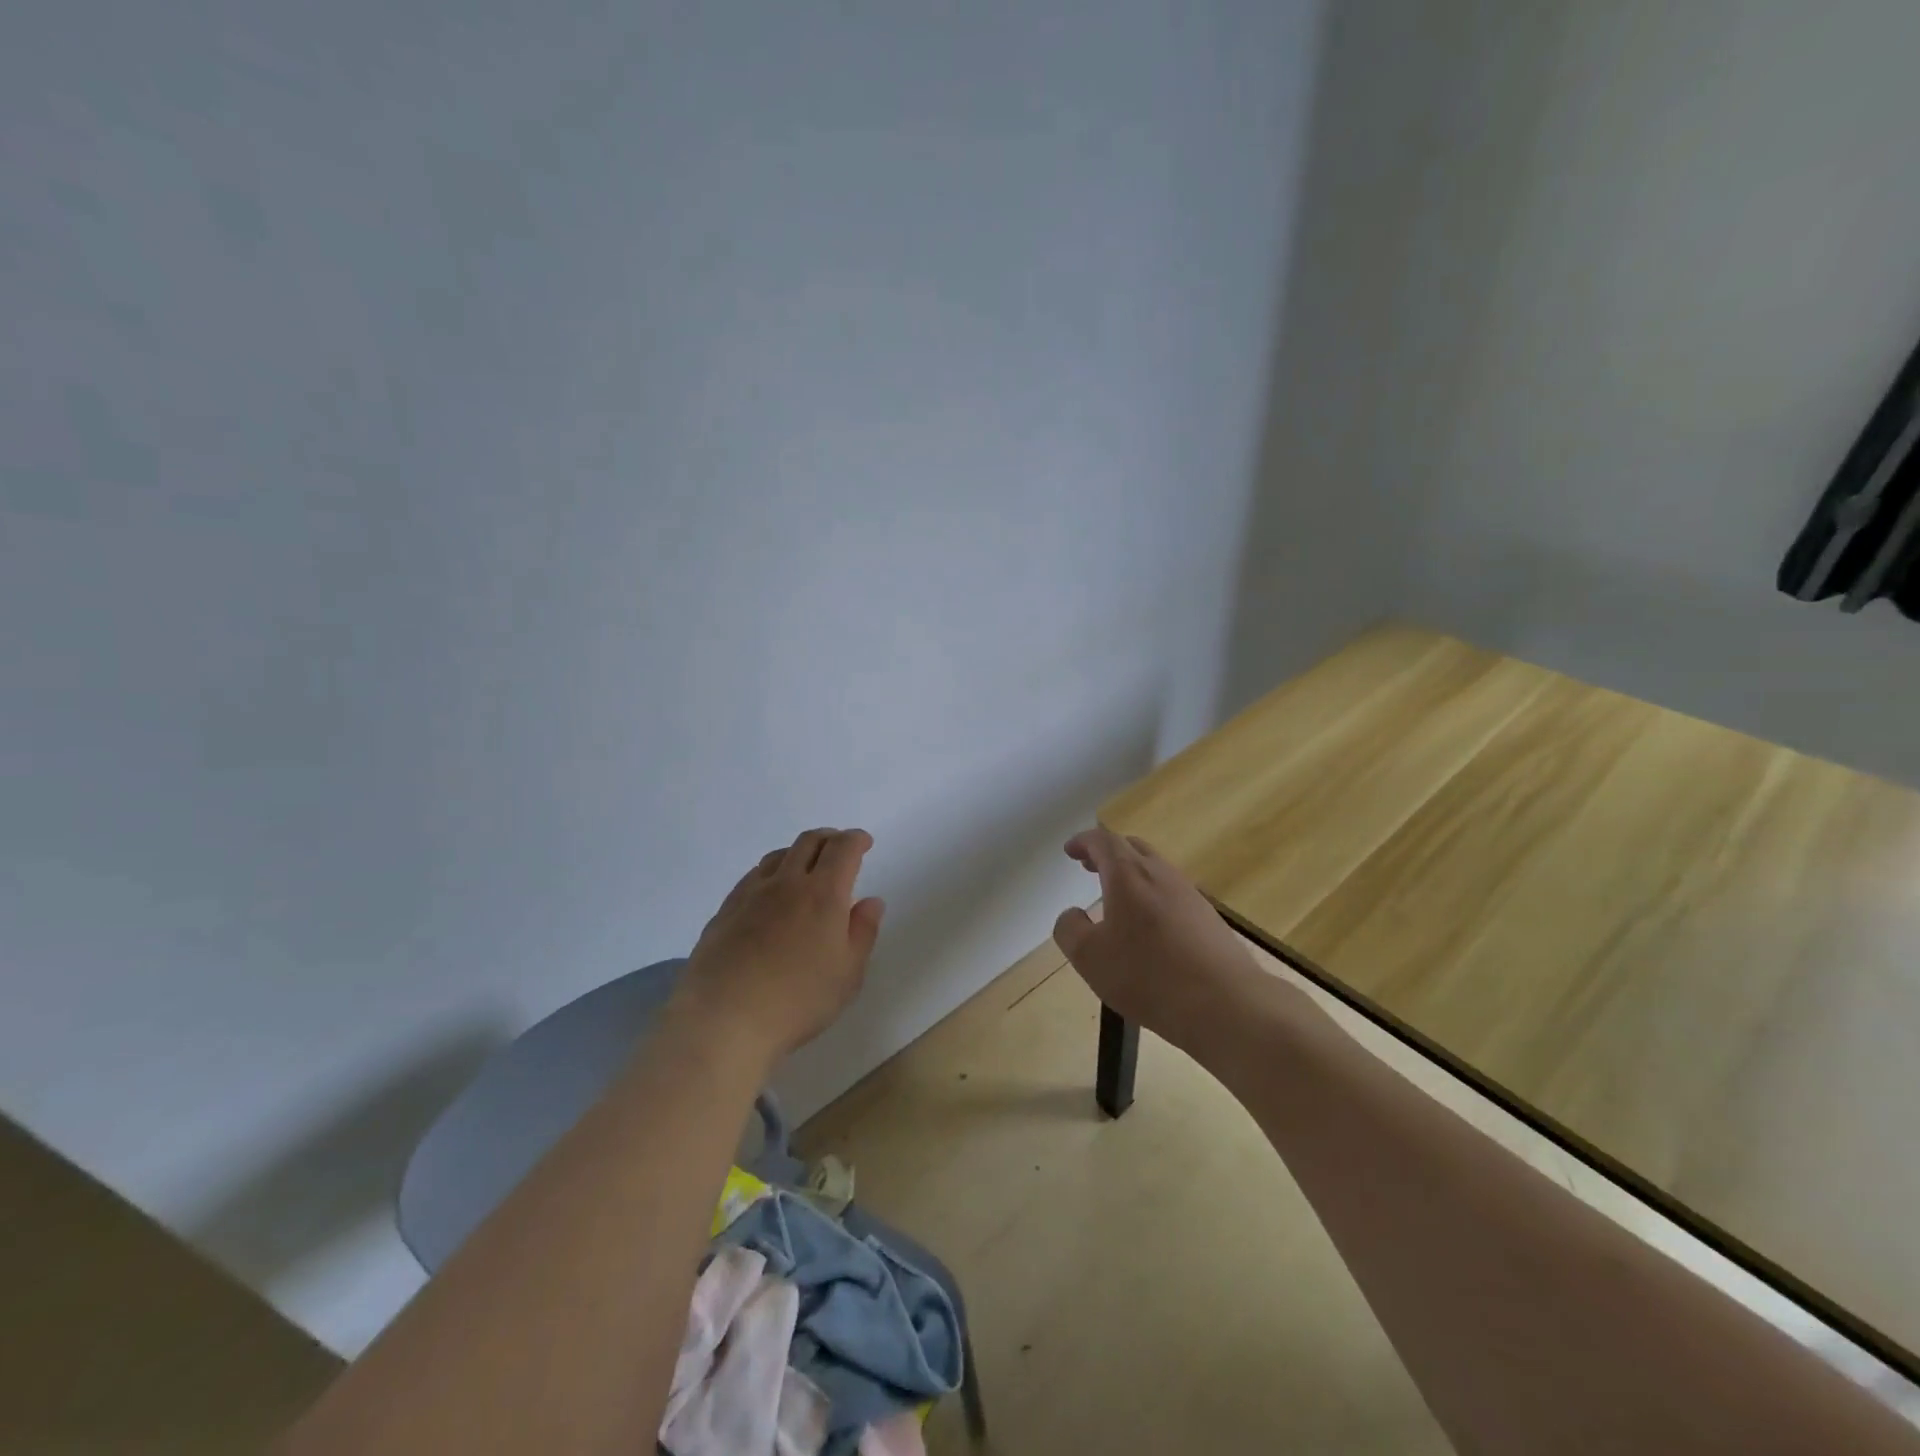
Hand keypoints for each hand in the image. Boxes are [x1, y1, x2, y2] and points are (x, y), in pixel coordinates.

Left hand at [675, 827, 885, 1063]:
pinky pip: (753, 877)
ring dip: (798, 853)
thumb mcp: (848, 974)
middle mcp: (786, 883)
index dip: (856, 839)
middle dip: (829, 838)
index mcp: (823, 894)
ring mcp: (751, 894)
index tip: (864, 842)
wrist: (722, 1020)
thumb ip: (863, 932)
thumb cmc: (797, 1000)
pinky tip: (770, 894)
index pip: (842, 849)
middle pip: (808, 842)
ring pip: (778, 856)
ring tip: (805, 869)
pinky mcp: (725, 911)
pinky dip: (771, 873)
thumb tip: (871, 901)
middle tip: (839, 849)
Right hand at [1052, 827, 1255, 1050]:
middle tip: (1090, 866)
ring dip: (1131, 875)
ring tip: (1116, 898)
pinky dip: (1151, 897)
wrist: (1226, 1004)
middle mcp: (1161, 874)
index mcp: (1128, 875)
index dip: (1084, 841)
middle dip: (1107, 854)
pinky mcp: (1208, 919)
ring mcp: (1190, 895)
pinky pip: (1172, 894)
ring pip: (1155, 870)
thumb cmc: (1148, 975)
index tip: (1070, 850)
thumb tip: (1072, 915)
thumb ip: (1070, 929)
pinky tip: (1148, 928)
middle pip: (1132, 849)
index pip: (1103, 841)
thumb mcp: (1090, 957)